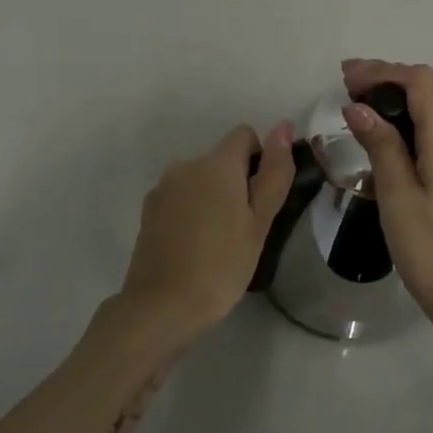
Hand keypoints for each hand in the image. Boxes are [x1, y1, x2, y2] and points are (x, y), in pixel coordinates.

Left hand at [117, 121, 296, 347]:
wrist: (161, 307)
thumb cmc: (222, 265)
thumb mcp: (260, 221)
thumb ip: (274, 171)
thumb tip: (283, 125)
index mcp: (216, 163)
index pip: (244, 135)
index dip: (260, 159)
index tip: (261, 199)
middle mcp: (185, 165)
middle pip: (221, 160)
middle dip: (236, 183)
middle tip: (245, 229)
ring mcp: (163, 188)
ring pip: (200, 180)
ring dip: (213, 198)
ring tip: (219, 242)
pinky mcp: (149, 211)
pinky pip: (181, 198)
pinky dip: (192, 212)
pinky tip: (195, 248)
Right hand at [341, 59, 432, 332]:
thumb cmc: (429, 248)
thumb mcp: (396, 195)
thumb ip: (380, 145)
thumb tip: (357, 107)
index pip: (419, 81)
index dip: (382, 71)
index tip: (346, 78)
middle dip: (393, 78)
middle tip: (351, 86)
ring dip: (410, 94)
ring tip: (372, 102)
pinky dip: (423, 113)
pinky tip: (400, 132)